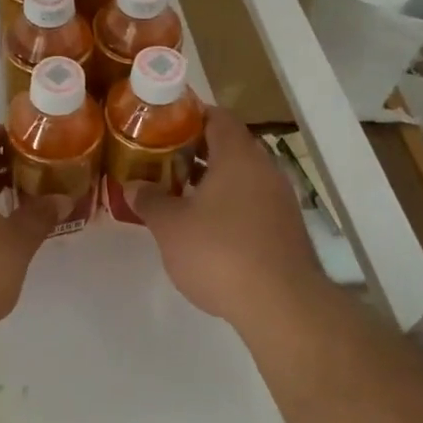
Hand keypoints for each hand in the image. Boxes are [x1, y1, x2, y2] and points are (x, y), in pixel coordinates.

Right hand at [131, 107, 325, 332]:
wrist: (281, 306)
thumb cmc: (219, 252)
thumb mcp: (171, 226)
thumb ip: (150, 201)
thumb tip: (134, 186)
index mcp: (238, 155)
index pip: (217, 117)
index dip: (190, 116)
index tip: (163, 126)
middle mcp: (265, 169)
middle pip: (230, 146)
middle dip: (197, 151)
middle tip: (164, 160)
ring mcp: (281, 200)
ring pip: (242, 176)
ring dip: (213, 180)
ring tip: (180, 194)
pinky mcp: (287, 229)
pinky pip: (253, 202)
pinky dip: (230, 205)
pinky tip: (207, 227)